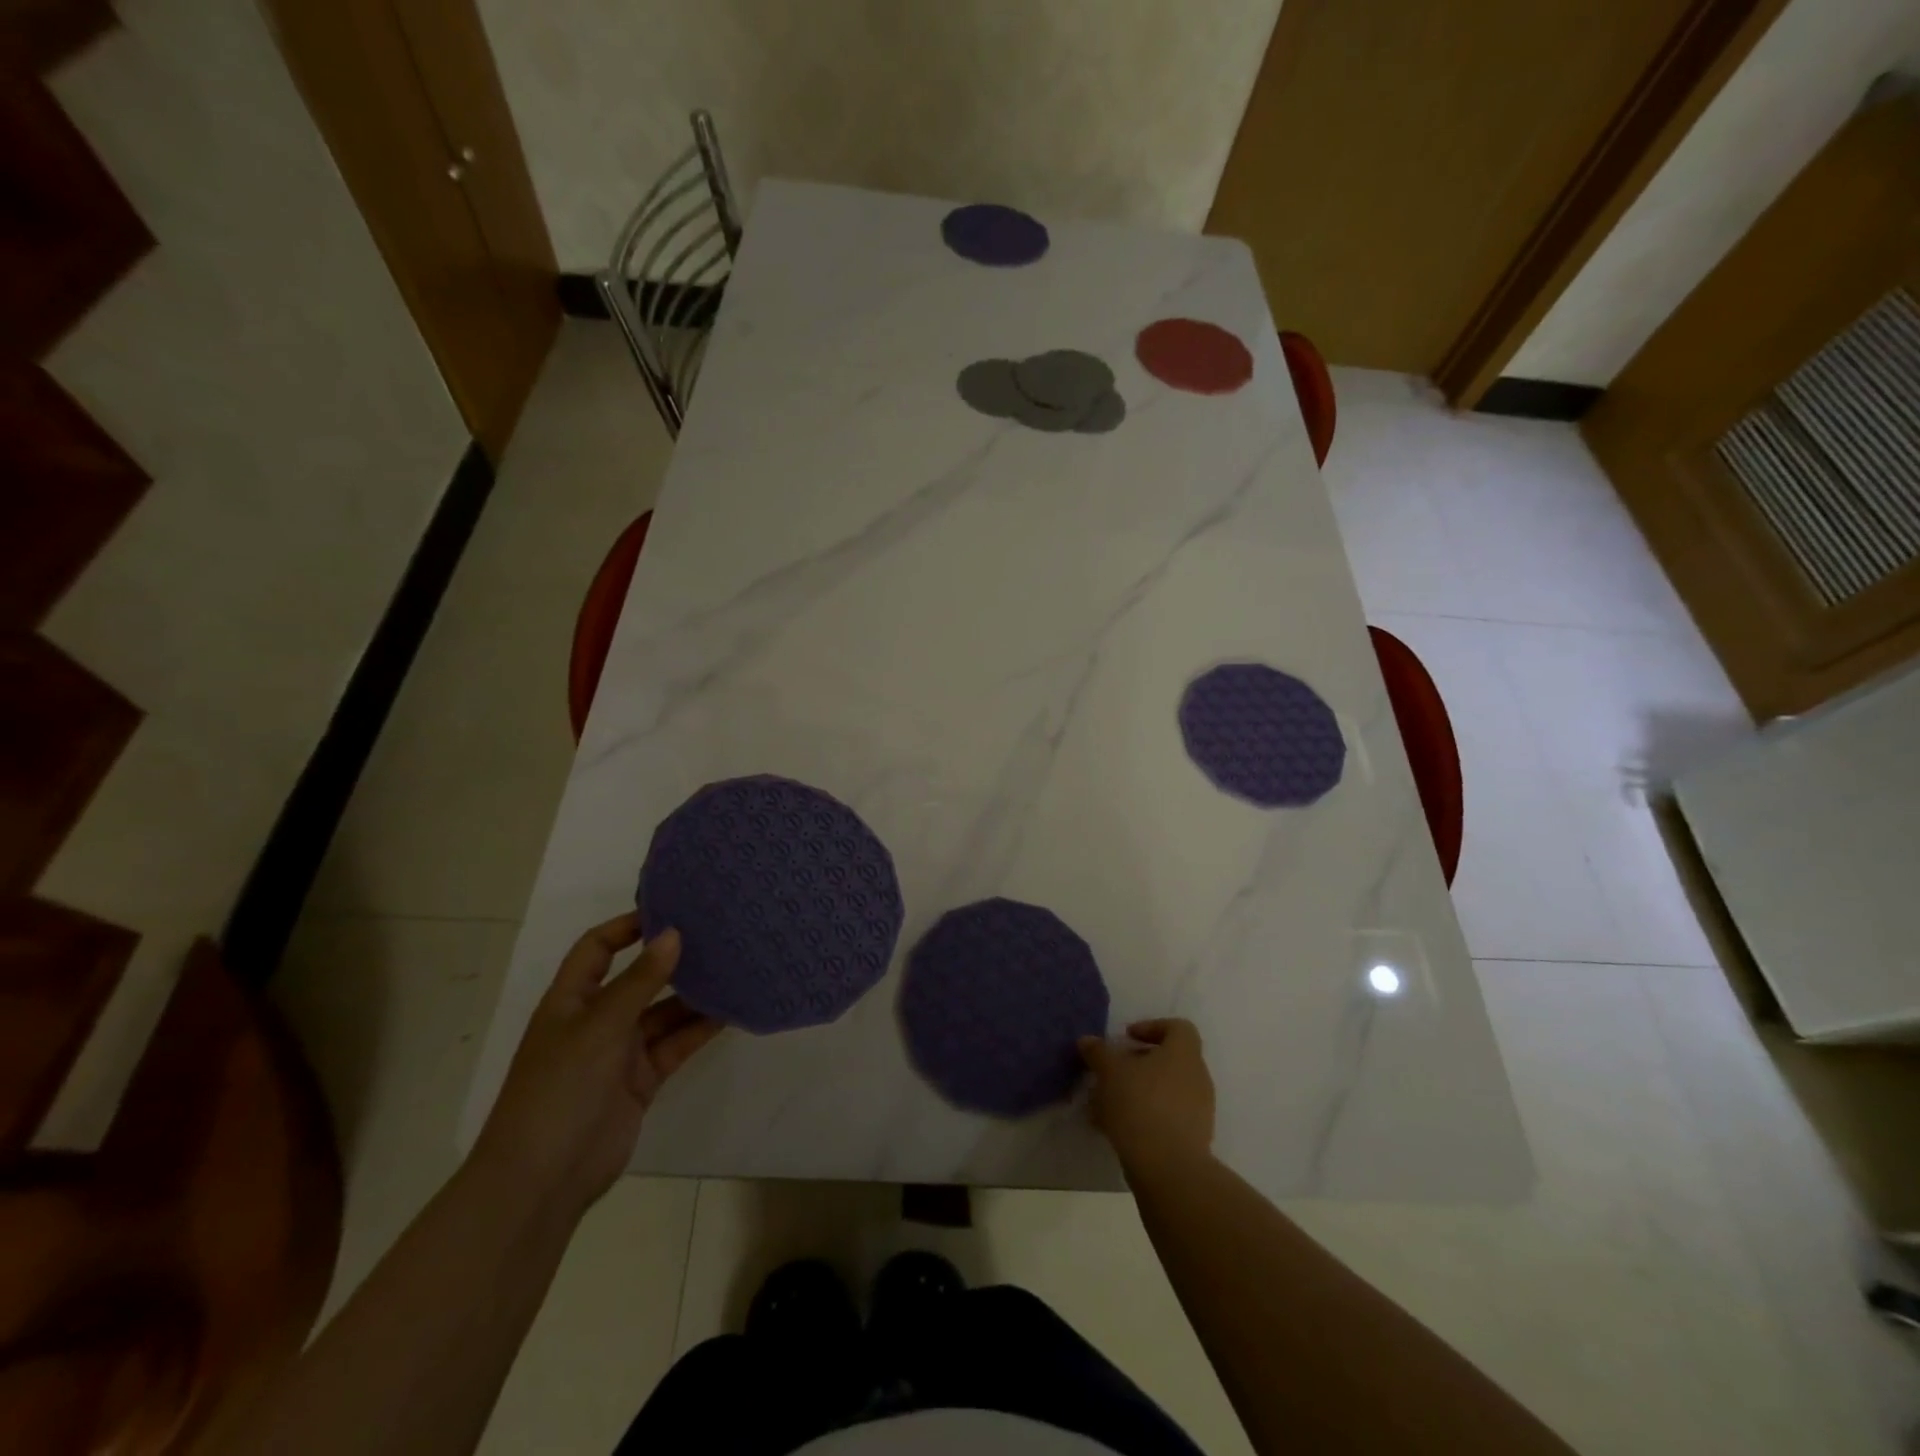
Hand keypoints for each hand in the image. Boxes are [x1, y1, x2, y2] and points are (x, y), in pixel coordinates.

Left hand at [471, 914, 722, 1222]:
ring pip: (663, 1013)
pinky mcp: (642, 1080)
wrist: (543, 1179)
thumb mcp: (600, 1026)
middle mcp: (596, 1020)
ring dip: (693, 995)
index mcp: (571, 1001)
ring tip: (734, 968)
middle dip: (671, 960)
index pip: (597, 949)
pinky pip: (675, 1044)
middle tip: (716, 936)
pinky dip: (699, 1029)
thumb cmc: (560, 1089)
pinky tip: (731, 1011)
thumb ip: (640, 981)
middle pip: (638, 979)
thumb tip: (674, 934)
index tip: (671, 911)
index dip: (627, 927)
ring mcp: (620, 1052)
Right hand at [1079, 1019, 1215, 1177]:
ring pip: (1164, 1091)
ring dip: (1137, 1092)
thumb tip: (1088, 1041)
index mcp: (1184, 1053)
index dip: (1152, 1027)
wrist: (1169, 1168)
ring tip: (1105, 1104)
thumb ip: (1098, 1052)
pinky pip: (1166, 1117)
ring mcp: (1199, 1110)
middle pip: (1168, 1060)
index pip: (1178, 1028)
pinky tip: (1115, 1128)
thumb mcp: (1109, 1071)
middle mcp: (1197, 1077)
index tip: (1127, 1038)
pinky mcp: (1193, 1139)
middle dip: (1137, 1064)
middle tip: (1111, 1072)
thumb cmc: (1140, 1104)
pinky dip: (1143, 1117)